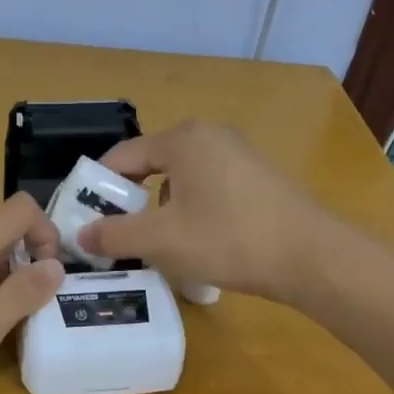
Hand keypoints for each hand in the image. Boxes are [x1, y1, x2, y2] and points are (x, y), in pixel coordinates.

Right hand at [76, 120, 329, 299]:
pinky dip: (191, 212)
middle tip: (117, 236)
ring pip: (180, 180)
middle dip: (130, 202)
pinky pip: (207, 189)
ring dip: (161, 210)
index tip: (84, 220)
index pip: (122, 156)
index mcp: (183, 139)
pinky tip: (197, 244)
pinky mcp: (257, 178)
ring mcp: (238, 155)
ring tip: (156, 246)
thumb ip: (115, 234)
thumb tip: (81, 234)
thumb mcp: (162, 240)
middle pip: (151, 166)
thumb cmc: (229, 239)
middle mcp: (210, 136)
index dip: (98, 188)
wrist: (312, 258)